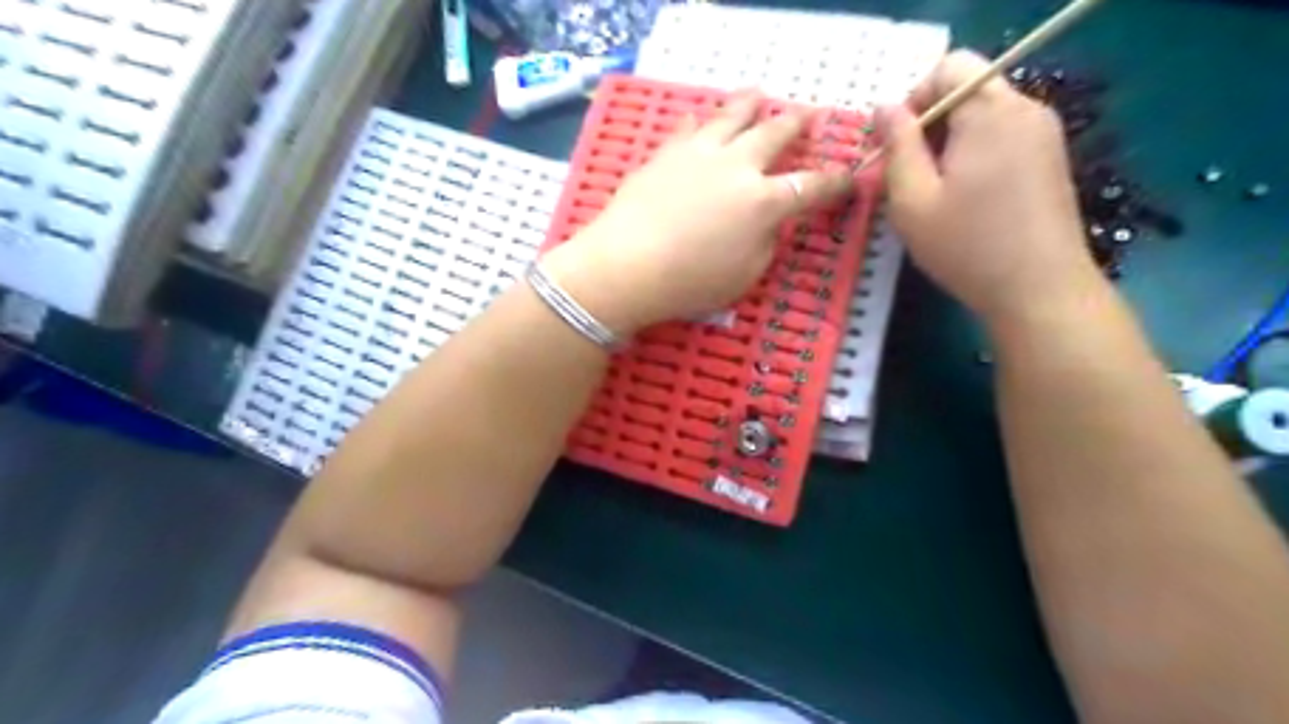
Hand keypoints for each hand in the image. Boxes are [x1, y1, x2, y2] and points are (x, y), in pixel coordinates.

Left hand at [543, 90, 853, 335]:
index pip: (811, 186)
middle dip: (797, 124)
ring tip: (759, 95)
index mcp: (765, 202)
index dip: (835, 182)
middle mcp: (738, 167)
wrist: (627, 264)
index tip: (849, 176)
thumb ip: (765, 243)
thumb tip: (768, 222)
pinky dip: (701, 121)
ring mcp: (700, 154)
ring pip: (732, 116)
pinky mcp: (667, 153)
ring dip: (751, 104)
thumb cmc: (690, 282)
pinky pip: (689, 127)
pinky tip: (702, 118)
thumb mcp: (745, 276)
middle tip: (808, 115)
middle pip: (775, 134)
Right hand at [882, 48, 1101, 322]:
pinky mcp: (1051, 159)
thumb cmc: (967, 246)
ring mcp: (1044, 134)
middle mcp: (1025, 109)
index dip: (914, 98)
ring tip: (934, 192)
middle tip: (908, 175)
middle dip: (930, 123)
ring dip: (950, 142)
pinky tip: (965, 199)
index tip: (896, 146)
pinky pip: (1003, 136)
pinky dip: (975, 154)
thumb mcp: (912, 199)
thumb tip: (884, 107)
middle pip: (968, 89)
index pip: (949, 67)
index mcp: (990, 112)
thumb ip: (896, 146)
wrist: (1040, 290)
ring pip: (984, 115)